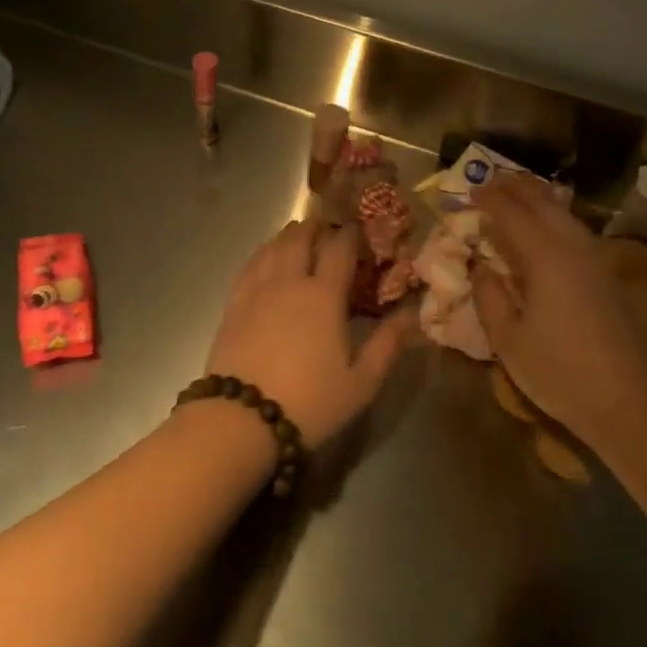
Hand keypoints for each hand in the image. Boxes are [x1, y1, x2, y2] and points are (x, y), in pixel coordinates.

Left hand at [202, 220, 412, 448]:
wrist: (241, 419)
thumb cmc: (310, 402)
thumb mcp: (361, 382)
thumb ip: (388, 343)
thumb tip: (413, 313)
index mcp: (324, 295)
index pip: (339, 248)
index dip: (350, 234)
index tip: (359, 230)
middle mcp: (289, 281)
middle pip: (301, 238)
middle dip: (317, 227)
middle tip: (328, 228)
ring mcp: (257, 289)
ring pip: (273, 246)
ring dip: (289, 235)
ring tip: (299, 234)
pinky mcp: (233, 303)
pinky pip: (250, 264)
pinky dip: (263, 252)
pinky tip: (266, 257)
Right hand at [470, 176, 646, 435]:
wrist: (627, 403)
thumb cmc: (558, 372)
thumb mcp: (507, 338)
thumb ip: (488, 295)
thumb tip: (480, 265)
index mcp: (545, 259)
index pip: (511, 214)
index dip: (488, 199)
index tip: (467, 191)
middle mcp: (572, 248)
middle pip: (543, 203)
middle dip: (515, 188)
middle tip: (490, 181)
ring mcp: (595, 261)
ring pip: (564, 214)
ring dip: (538, 199)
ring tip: (516, 194)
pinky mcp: (606, 276)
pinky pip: (575, 230)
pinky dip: (554, 217)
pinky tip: (545, 227)